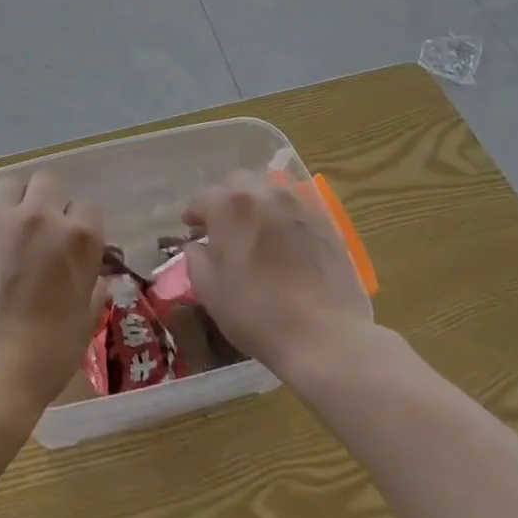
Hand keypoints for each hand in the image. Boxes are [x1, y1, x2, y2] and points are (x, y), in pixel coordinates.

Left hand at [0, 171, 105, 417]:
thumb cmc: (47, 354)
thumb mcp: (86, 319)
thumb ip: (92, 286)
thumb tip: (94, 276)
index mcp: (78, 237)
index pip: (88, 207)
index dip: (82, 226)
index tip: (74, 246)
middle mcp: (40, 216)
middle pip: (48, 181)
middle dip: (50, 200)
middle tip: (44, 229)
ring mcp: (0, 219)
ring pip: (11, 183)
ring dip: (17, 199)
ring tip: (14, 225)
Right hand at [182, 172, 374, 374]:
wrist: (324, 336)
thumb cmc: (256, 313)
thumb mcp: (209, 290)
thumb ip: (196, 258)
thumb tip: (197, 245)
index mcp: (230, 206)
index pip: (202, 196)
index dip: (193, 213)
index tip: (192, 229)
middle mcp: (264, 194)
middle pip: (236, 182)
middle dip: (224, 198)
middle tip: (221, 226)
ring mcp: (299, 205)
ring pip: (269, 190)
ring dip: (255, 203)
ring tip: (254, 230)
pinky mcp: (326, 222)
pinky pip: (295, 207)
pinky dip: (282, 216)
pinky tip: (284, 241)